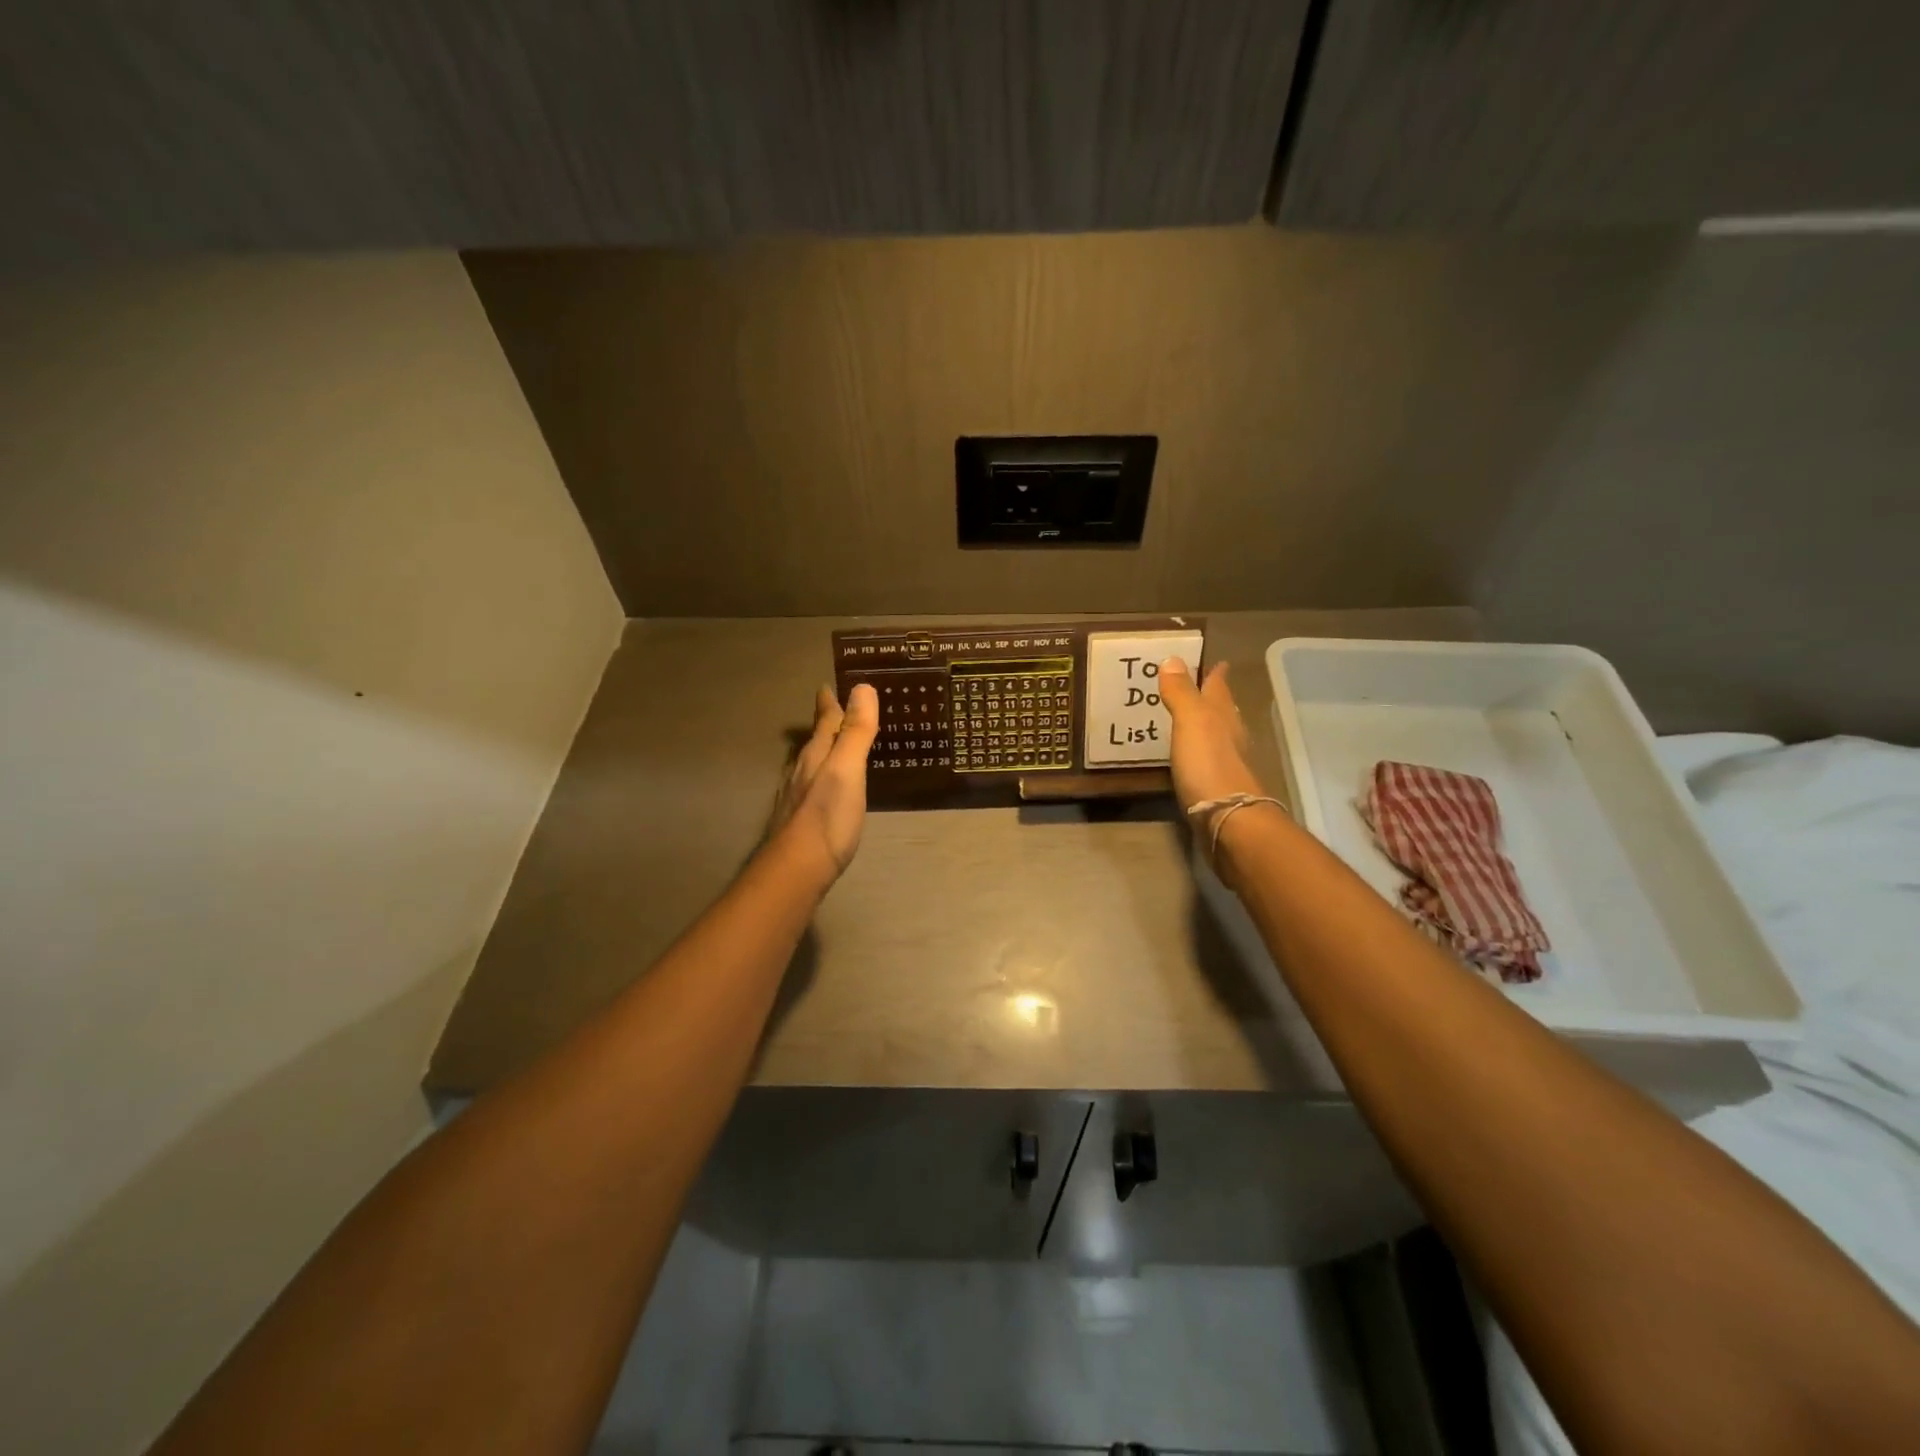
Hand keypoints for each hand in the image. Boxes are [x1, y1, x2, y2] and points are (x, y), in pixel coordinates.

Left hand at [768, 682, 878, 882]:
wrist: (797, 868)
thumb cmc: (827, 817)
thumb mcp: (848, 769)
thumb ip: (856, 731)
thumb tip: (862, 686)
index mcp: (817, 755)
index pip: (825, 720)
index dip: (830, 703)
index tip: (828, 686)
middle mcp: (803, 770)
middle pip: (815, 740)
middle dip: (826, 724)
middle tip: (836, 710)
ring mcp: (798, 796)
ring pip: (811, 763)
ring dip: (823, 750)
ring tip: (833, 745)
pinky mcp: (800, 819)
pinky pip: (813, 786)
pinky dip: (823, 776)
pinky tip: (827, 788)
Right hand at [1158, 658, 1264, 813]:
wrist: (1229, 819)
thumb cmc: (1209, 764)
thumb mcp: (1191, 721)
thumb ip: (1181, 692)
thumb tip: (1172, 658)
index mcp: (1222, 716)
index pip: (1219, 687)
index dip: (1216, 674)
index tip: (1216, 662)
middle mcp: (1230, 736)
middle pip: (1223, 711)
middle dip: (1212, 698)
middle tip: (1198, 687)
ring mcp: (1227, 764)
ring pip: (1218, 736)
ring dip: (1207, 726)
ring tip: (1190, 719)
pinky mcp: (1219, 788)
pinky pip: (1208, 761)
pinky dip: (1200, 753)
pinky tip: (1190, 758)